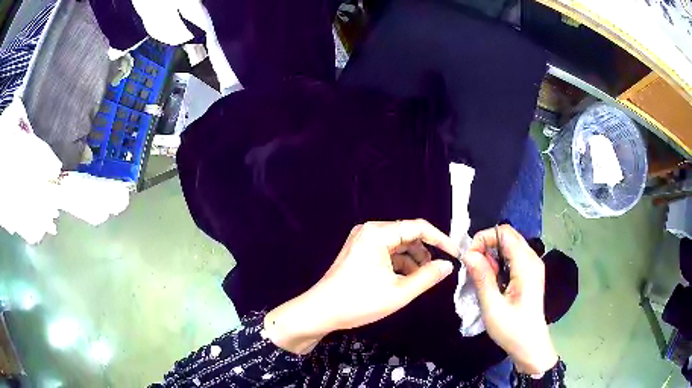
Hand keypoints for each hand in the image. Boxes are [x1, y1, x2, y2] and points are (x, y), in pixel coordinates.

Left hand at [265, 219, 459, 353]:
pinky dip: (399, 264)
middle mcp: (370, 230)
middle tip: (440, 270)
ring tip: (423, 278)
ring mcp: (362, 240)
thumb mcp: (400, 292)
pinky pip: (386, 252)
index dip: (441, 240)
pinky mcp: (359, 251)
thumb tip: (448, 265)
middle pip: (408, 234)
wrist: (320, 312)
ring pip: (398, 244)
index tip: (456, 255)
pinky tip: (406, 279)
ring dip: (413, 259)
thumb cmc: (359, 302)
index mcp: (378, 233)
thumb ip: (428, 276)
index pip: (419, 227)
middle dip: (426, 251)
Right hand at [461, 225, 557, 374]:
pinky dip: (499, 263)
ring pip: (509, 246)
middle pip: (507, 236)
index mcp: (526, 265)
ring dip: (492, 256)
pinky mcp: (530, 273)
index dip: (484, 238)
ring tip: (483, 278)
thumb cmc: (512, 329)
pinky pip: (512, 257)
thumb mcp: (492, 307)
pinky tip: (494, 281)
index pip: (504, 233)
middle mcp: (532, 259)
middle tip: (474, 268)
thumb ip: (482, 277)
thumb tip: (468, 253)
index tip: (470, 258)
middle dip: (486, 246)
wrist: (530, 345)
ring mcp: (533, 266)